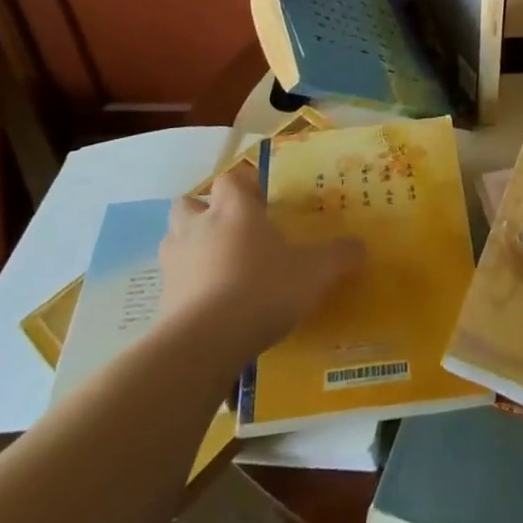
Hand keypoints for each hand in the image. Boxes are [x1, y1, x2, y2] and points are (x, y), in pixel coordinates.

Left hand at [155, 164, 364, 355]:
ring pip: (174, 238)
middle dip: (204, 211)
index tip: (261, 202)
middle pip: (189, 203)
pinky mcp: (162, 297)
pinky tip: (208, 303)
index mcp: (235, 210)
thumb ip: (338, 256)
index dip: (243, 186)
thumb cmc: (263, 289)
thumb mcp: (314, 272)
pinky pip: (172, 280)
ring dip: (190, 244)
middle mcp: (200, 226)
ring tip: (215, 264)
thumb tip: (360, 246)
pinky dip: (186, 284)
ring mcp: (175, 261)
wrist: (206, 342)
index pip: (231, 180)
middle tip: (230, 229)